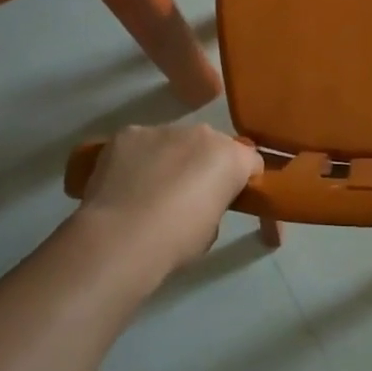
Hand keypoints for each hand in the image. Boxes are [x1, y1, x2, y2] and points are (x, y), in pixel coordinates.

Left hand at [77, 124, 263, 278]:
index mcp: (230, 157)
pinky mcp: (128, 133)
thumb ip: (214, 203)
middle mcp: (201, 133)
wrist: (121, 237)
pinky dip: (136, 159)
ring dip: (169, 159)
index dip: (242, 180)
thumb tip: (199, 201)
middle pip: (210, 145)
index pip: (250, 161)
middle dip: (204, 164)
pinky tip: (124, 185)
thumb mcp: (211, 230)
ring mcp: (162, 129)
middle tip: (187, 197)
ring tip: (148, 191)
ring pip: (173, 141)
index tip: (230, 200)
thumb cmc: (176, 241)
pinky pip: (139, 143)